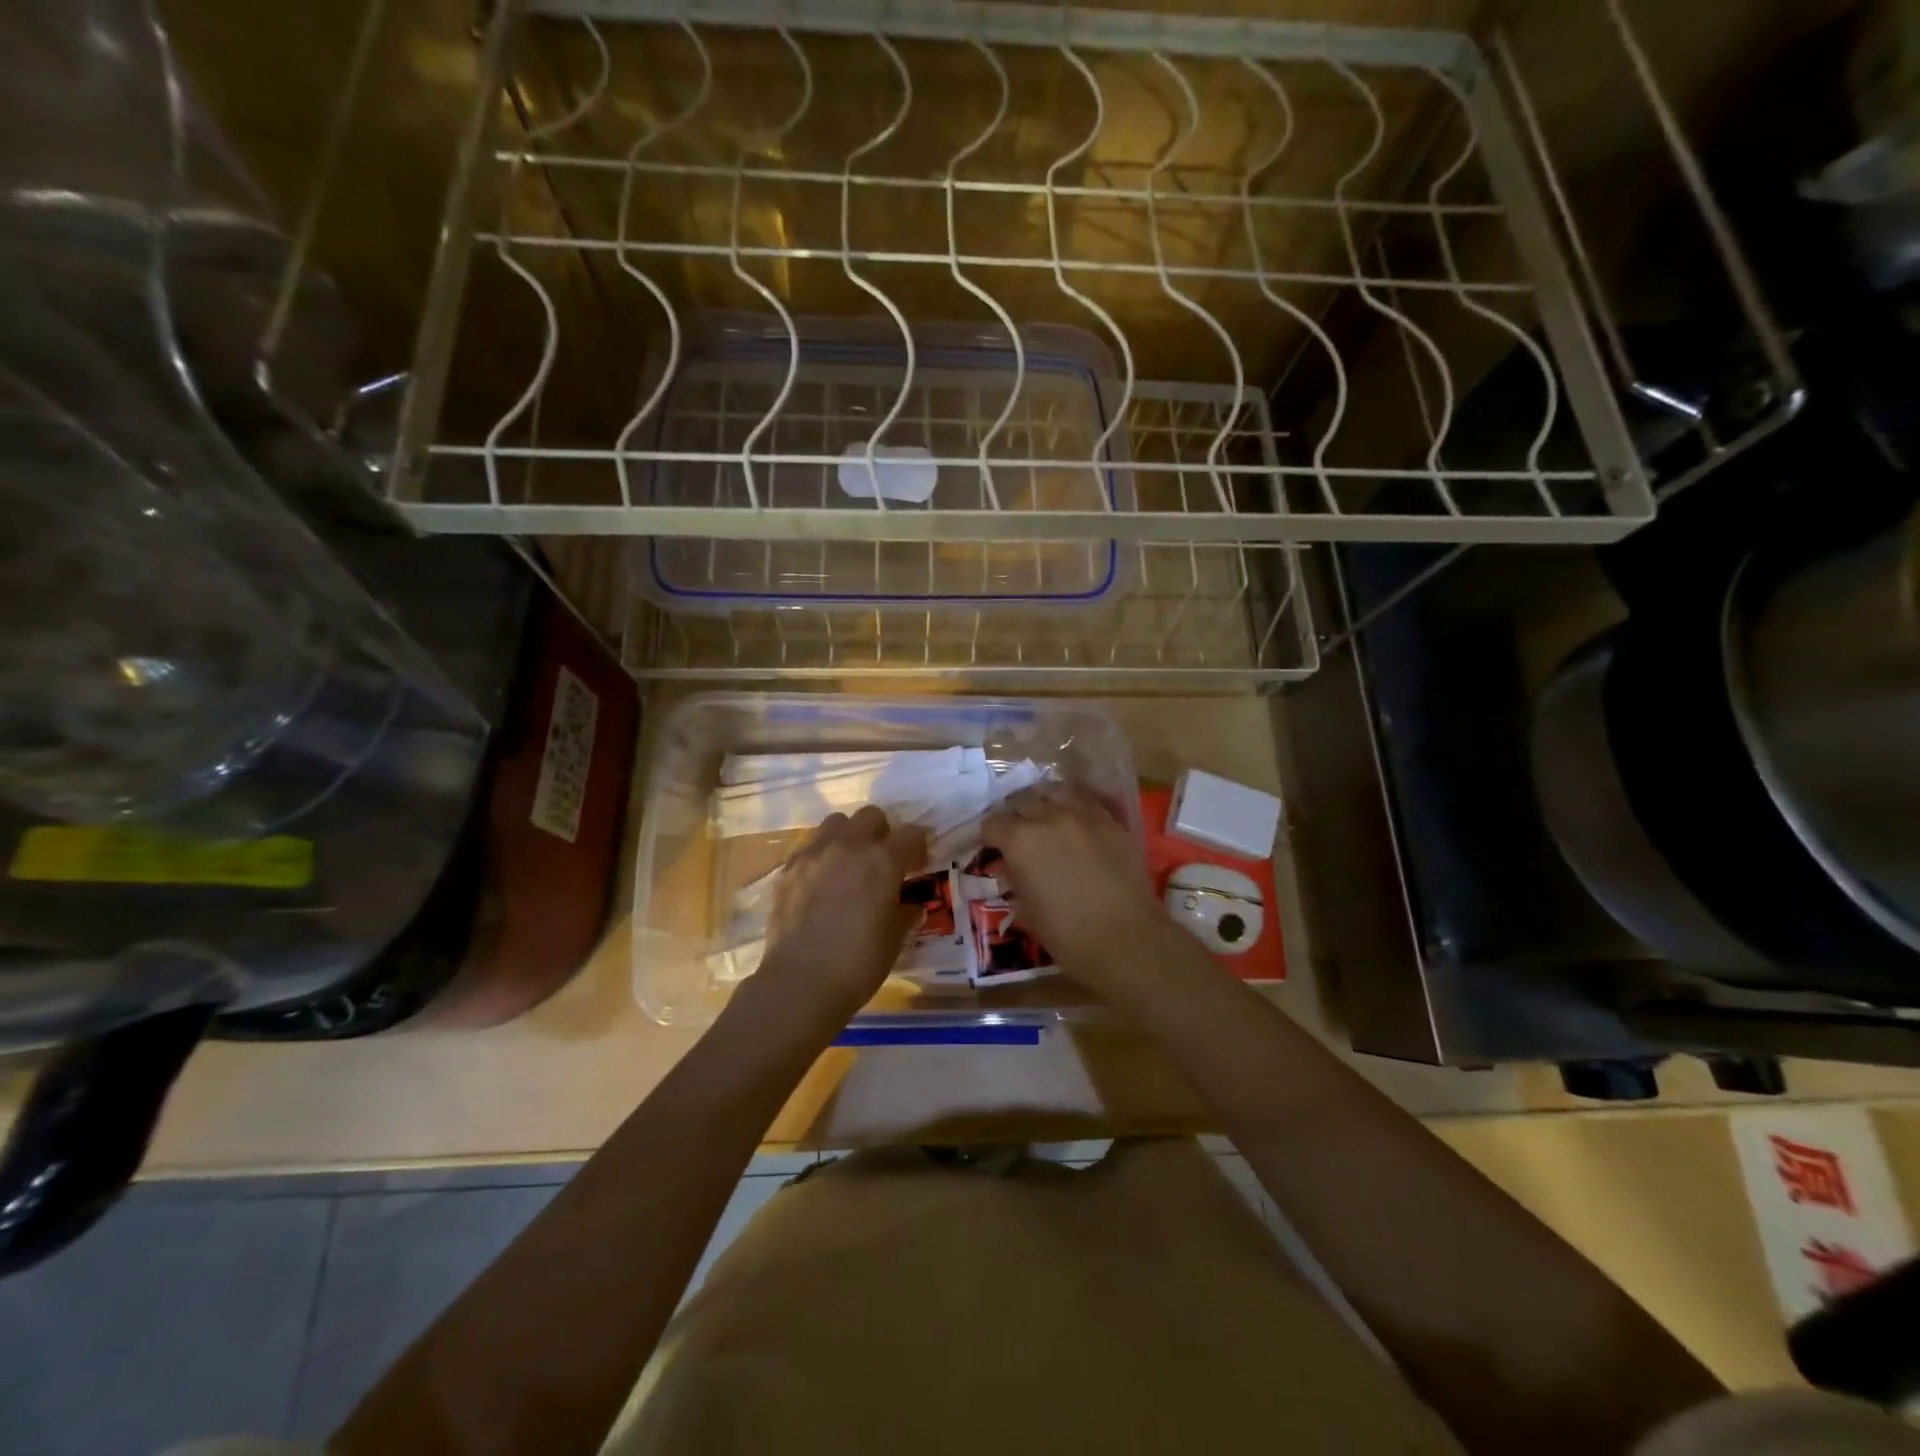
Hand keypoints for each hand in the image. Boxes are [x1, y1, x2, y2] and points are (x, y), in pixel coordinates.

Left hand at [749, 805, 927, 1030]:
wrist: (799, 983)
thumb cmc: (857, 964)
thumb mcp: (894, 940)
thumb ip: (905, 914)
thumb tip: (911, 906)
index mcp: (882, 861)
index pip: (911, 834)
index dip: (918, 847)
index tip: (918, 866)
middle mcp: (849, 846)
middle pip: (871, 816)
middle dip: (882, 832)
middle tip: (884, 861)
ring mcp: (814, 853)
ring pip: (837, 823)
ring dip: (850, 836)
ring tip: (850, 864)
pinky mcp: (789, 868)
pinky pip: (811, 845)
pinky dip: (823, 854)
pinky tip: (823, 881)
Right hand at [981, 784, 1174, 995]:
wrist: (1128, 940)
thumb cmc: (1068, 935)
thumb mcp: (1027, 911)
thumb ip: (1013, 882)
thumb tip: (1008, 870)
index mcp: (1021, 840)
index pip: (993, 824)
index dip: (988, 837)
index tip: (991, 849)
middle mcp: (1049, 817)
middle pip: (1022, 803)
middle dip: (1014, 818)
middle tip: (1016, 837)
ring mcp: (1084, 815)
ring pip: (1055, 792)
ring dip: (1043, 803)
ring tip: (1044, 818)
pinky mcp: (1111, 821)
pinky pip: (1085, 802)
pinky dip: (1073, 807)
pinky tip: (1074, 823)